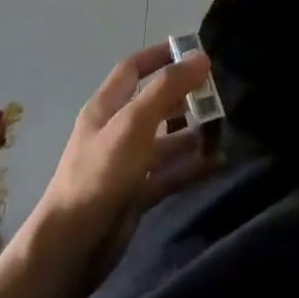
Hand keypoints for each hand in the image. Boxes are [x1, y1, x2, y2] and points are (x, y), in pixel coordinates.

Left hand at [35, 43, 218, 250]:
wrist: (71, 247)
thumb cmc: (99, 174)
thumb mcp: (133, 124)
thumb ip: (166, 89)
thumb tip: (201, 57)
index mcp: (106, 107)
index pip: (133, 68)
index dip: (160, 55)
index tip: (194, 50)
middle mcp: (116, 131)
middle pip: (153, 104)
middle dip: (184, 96)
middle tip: (220, 92)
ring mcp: (126, 164)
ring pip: (165, 141)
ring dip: (192, 133)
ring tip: (226, 128)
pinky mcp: (136, 194)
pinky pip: (169, 174)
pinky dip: (191, 167)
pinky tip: (218, 162)